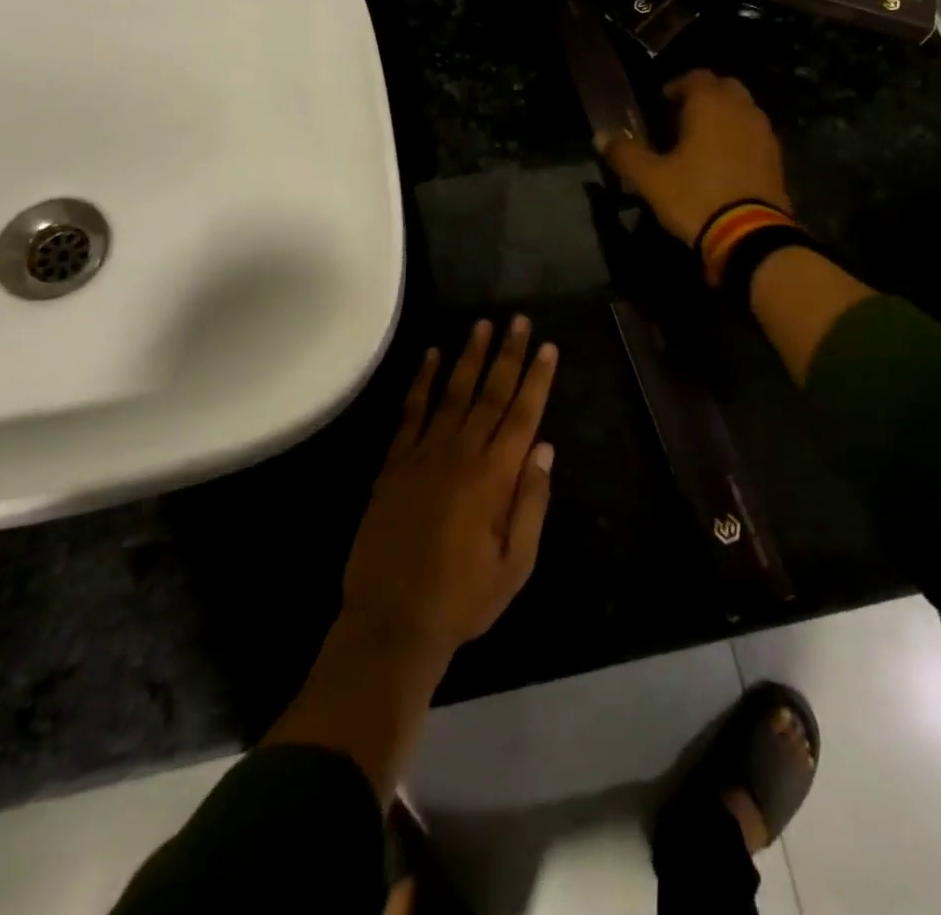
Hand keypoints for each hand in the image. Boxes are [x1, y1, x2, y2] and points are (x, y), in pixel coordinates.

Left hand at [341, 317, 557, 660]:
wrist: (392, 621)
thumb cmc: (463, 598)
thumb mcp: (515, 564)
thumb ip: (531, 503)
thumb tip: (544, 447)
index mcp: (495, 478)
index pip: (522, 415)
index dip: (537, 379)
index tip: (548, 347)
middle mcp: (461, 455)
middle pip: (490, 394)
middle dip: (508, 354)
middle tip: (519, 320)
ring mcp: (423, 454)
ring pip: (452, 393)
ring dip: (468, 357)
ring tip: (481, 324)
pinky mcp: (394, 463)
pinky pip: (409, 412)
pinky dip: (421, 382)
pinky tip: (430, 356)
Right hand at [599, 70, 790, 246]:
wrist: (748, 234)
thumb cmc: (694, 197)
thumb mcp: (651, 179)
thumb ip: (625, 153)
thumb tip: (600, 136)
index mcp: (710, 104)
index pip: (696, 77)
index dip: (677, 86)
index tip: (661, 103)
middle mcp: (741, 109)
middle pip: (724, 87)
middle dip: (703, 96)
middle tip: (680, 118)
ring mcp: (763, 132)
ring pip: (742, 109)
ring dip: (723, 116)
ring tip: (700, 140)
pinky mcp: (775, 156)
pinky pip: (753, 133)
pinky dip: (738, 136)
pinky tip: (722, 160)